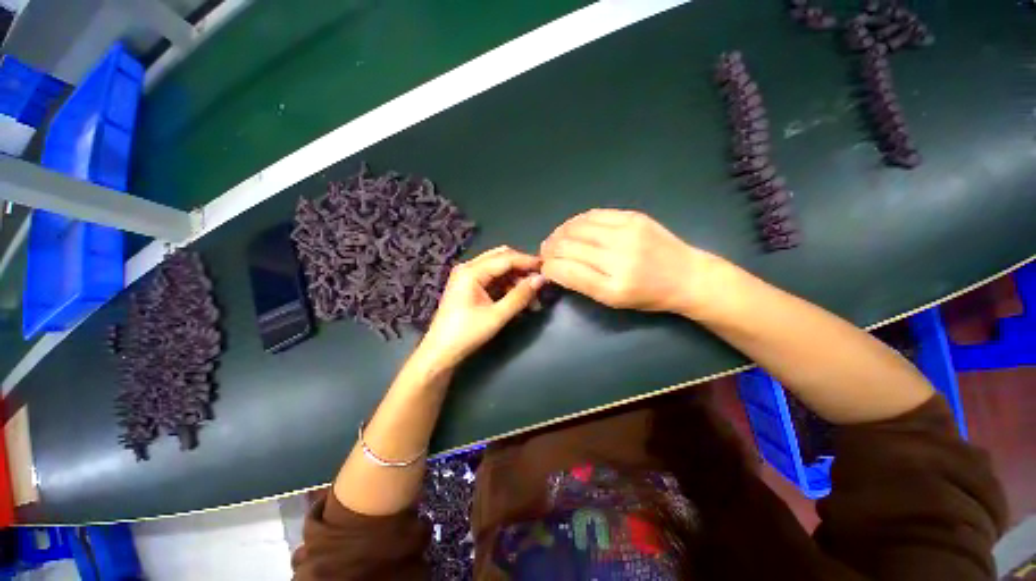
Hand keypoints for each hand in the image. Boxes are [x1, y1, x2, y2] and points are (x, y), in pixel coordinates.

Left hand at [416, 246, 544, 370]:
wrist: (440, 352)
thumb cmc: (466, 334)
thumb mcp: (497, 316)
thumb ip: (520, 296)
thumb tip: (541, 279)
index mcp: (471, 271)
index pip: (506, 258)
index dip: (528, 262)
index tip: (547, 267)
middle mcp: (468, 268)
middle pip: (501, 258)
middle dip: (522, 268)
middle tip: (540, 280)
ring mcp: (468, 276)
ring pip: (499, 269)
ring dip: (516, 280)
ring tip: (533, 298)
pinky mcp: (469, 286)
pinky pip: (493, 279)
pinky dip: (507, 286)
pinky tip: (520, 300)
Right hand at [540, 210, 718, 316]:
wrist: (686, 276)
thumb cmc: (647, 295)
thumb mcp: (612, 300)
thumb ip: (581, 283)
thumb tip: (555, 267)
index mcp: (613, 287)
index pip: (566, 271)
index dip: (548, 267)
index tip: (545, 268)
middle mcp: (619, 258)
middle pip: (567, 246)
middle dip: (549, 249)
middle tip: (546, 253)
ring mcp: (627, 233)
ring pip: (576, 227)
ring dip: (559, 233)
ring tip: (556, 240)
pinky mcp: (633, 217)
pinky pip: (592, 215)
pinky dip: (575, 222)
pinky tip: (572, 228)